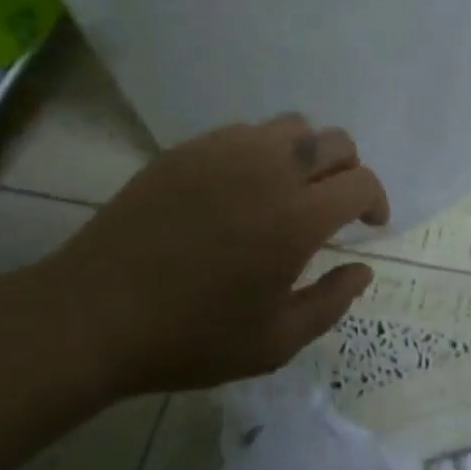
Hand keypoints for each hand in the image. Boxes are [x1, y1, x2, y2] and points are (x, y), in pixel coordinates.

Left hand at [20, 115, 389, 394]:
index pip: (361, 182)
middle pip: (335, 141)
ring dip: (307, 154)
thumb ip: (331, 302)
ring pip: (291, 126)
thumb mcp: (275, 342)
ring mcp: (225, 152)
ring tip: (290, 190)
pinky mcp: (188, 150)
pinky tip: (242, 189)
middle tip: (335, 205)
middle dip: (349, 170)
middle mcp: (270, 170)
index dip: (376, 200)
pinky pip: (244, 133)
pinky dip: (262, 152)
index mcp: (298, 217)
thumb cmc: (191, 337)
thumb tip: (362, 270)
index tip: (370, 224)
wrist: (94, 315)